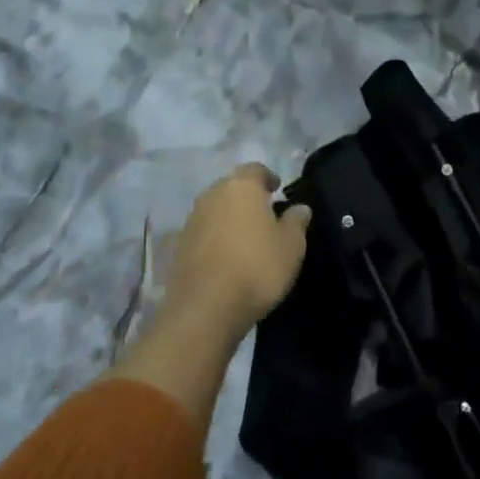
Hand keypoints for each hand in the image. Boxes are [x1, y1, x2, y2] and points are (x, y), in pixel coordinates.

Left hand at [162, 164, 311, 340]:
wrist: (205, 309)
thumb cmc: (256, 267)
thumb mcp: (291, 246)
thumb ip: (296, 222)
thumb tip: (300, 208)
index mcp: (241, 186)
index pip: (255, 169)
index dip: (268, 178)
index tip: (277, 190)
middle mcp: (212, 194)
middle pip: (232, 187)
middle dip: (247, 197)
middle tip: (264, 215)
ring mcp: (192, 220)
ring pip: (215, 209)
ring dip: (229, 218)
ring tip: (246, 238)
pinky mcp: (179, 246)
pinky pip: (203, 233)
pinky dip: (215, 238)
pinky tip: (226, 258)